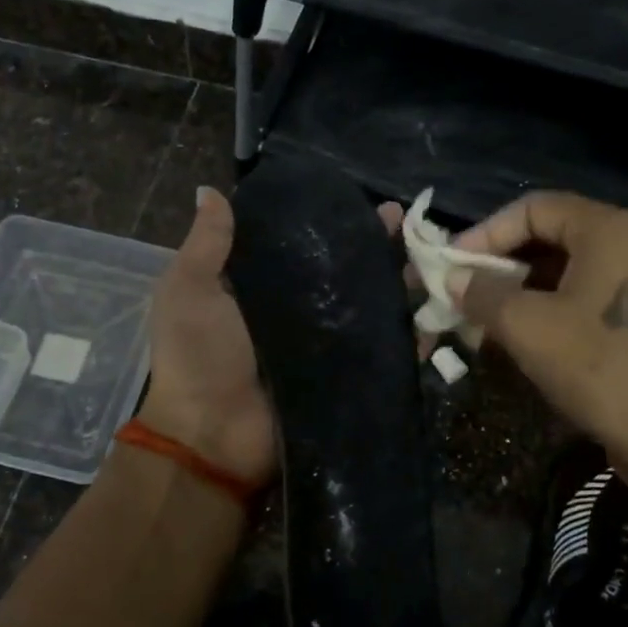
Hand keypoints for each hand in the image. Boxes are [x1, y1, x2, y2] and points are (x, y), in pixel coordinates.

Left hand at [138, 187, 405, 490]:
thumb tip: (209, 189)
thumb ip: (207, 244)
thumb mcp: (190, 291)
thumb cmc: (197, 356)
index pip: (303, 244)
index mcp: (260, 287)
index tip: (357, 200)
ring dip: (400, 284)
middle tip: (406, 225)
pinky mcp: (345, 377)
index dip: (329, 222)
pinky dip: (410, 335)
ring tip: (431, 259)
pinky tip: (438, 310)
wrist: (212, 437)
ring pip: (370, 307)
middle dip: (375, 248)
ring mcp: (325, 346)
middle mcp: (297, 312)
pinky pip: (382, 352)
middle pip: (344, 272)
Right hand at [448, 192, 627, 500]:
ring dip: (526, 290)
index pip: (534, 208)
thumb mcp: (526, 326)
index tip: (454, 264)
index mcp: (612, 229)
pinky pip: (597, 294)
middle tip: (466, 293)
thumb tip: (454, 278)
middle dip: (503, 265)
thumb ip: (482, 293)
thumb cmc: (599, 367)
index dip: (486, 232)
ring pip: (575, 269)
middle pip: (556, 236)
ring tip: (488, 320)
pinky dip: (557, 307)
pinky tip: (528, 338)